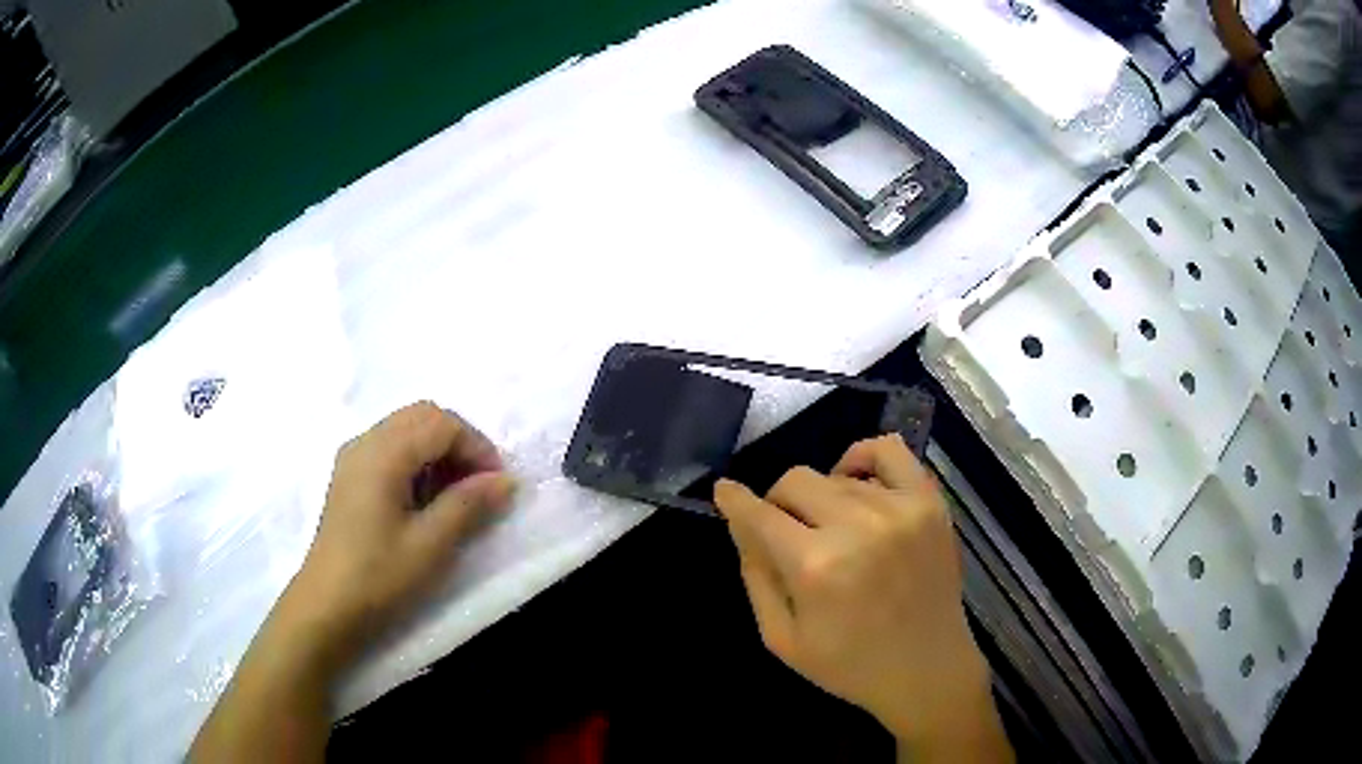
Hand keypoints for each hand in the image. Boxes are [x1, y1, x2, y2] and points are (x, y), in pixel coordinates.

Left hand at [191, 403, 514, 762]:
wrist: (326, 606)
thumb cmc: (378, 576)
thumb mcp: (430, 544)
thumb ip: (468, 505)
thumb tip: (506, 481)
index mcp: (383, 453)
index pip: (442, 423)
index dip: (477, 447)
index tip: (497, 486)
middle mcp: (365, 441)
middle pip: (423, 415)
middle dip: (459, 442)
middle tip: (480, 485)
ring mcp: (353, 457)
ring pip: (406, 428)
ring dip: (438, 450)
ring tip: (456, 495)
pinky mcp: (349, 476)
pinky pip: (390, 447)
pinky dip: (417, 460)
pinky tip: (424, 499)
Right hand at [714, 435, 1009, 761]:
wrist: (927, 669)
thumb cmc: (849, 665)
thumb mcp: (782, 639)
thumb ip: (755, 576)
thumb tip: (741, 523)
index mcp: (815, 567)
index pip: (759, 513)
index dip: (734, 500)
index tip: (725, 493)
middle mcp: (857, 526)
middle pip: (795, 481)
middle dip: (778, 505)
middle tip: (789, 535)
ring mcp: (899, 508)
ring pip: (835, 475)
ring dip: (822, 498)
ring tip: (832, 528)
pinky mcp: (929, 502)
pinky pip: (888, 449)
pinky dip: (863, 457)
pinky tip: (857, 483)